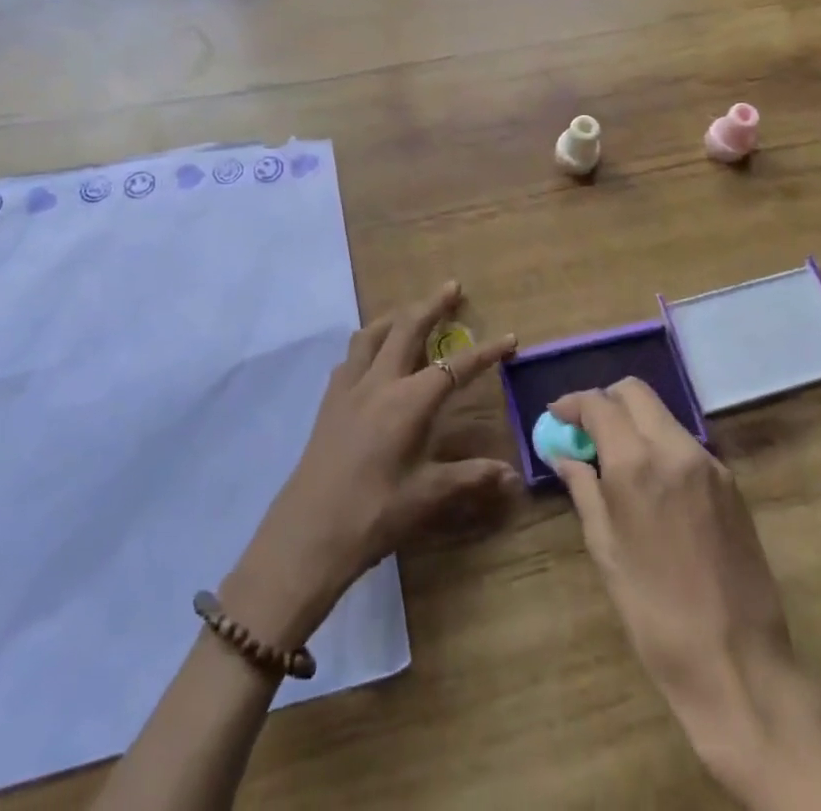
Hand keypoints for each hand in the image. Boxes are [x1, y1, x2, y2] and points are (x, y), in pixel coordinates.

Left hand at [224, 282, 517, 646]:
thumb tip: (511, 475)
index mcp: (409, 401)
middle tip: (452, 287)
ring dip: (395, 317)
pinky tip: (372, 356)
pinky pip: (351, 356)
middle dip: (432, 305)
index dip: (486, 352)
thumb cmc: (374, 513)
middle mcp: (380, 382)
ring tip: (410, 313)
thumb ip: (471, 477)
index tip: (510, 338)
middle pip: (408, 328)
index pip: (455, 366)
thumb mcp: (428, 496)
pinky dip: (368, 343)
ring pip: (372, 334)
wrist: (309, 532)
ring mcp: (349, 387)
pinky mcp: (329, 400)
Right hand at [550, 381, 820, 810]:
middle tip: (586, 431)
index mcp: (637, 463)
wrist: (738, 663)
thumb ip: (584, 490)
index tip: (557, 417)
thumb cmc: (655, 613)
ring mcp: (709, 463)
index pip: (599, 404)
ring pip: (663, 415)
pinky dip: (660, 445)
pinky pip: (686, 444)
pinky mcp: (731, 483)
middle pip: (635, 392)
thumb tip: (565, 456)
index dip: (573, 404)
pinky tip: (652, 483)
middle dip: (605, 401)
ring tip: (616, 459)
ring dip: (634, 422)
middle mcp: (675, 448)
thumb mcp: (606, 550)